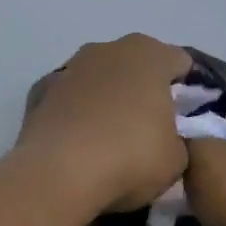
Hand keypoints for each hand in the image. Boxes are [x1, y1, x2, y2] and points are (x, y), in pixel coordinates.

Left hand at [17, 34, 192, 210]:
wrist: (57, 175)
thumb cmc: (129, 160)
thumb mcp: (176, 160)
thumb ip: (178, 140)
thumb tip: (166, 140)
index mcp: (149, 55)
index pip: (180, 64)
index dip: (188, 92)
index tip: (185, 122)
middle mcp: (106, 50)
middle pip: (134, 67)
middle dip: (142, 92)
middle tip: (147, 131)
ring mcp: (68, 69)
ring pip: (97, 80)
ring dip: (104, 101)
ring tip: (106, 140)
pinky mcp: (37, 93)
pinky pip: (66, 101)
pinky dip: (73, 115)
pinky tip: (75, 144)